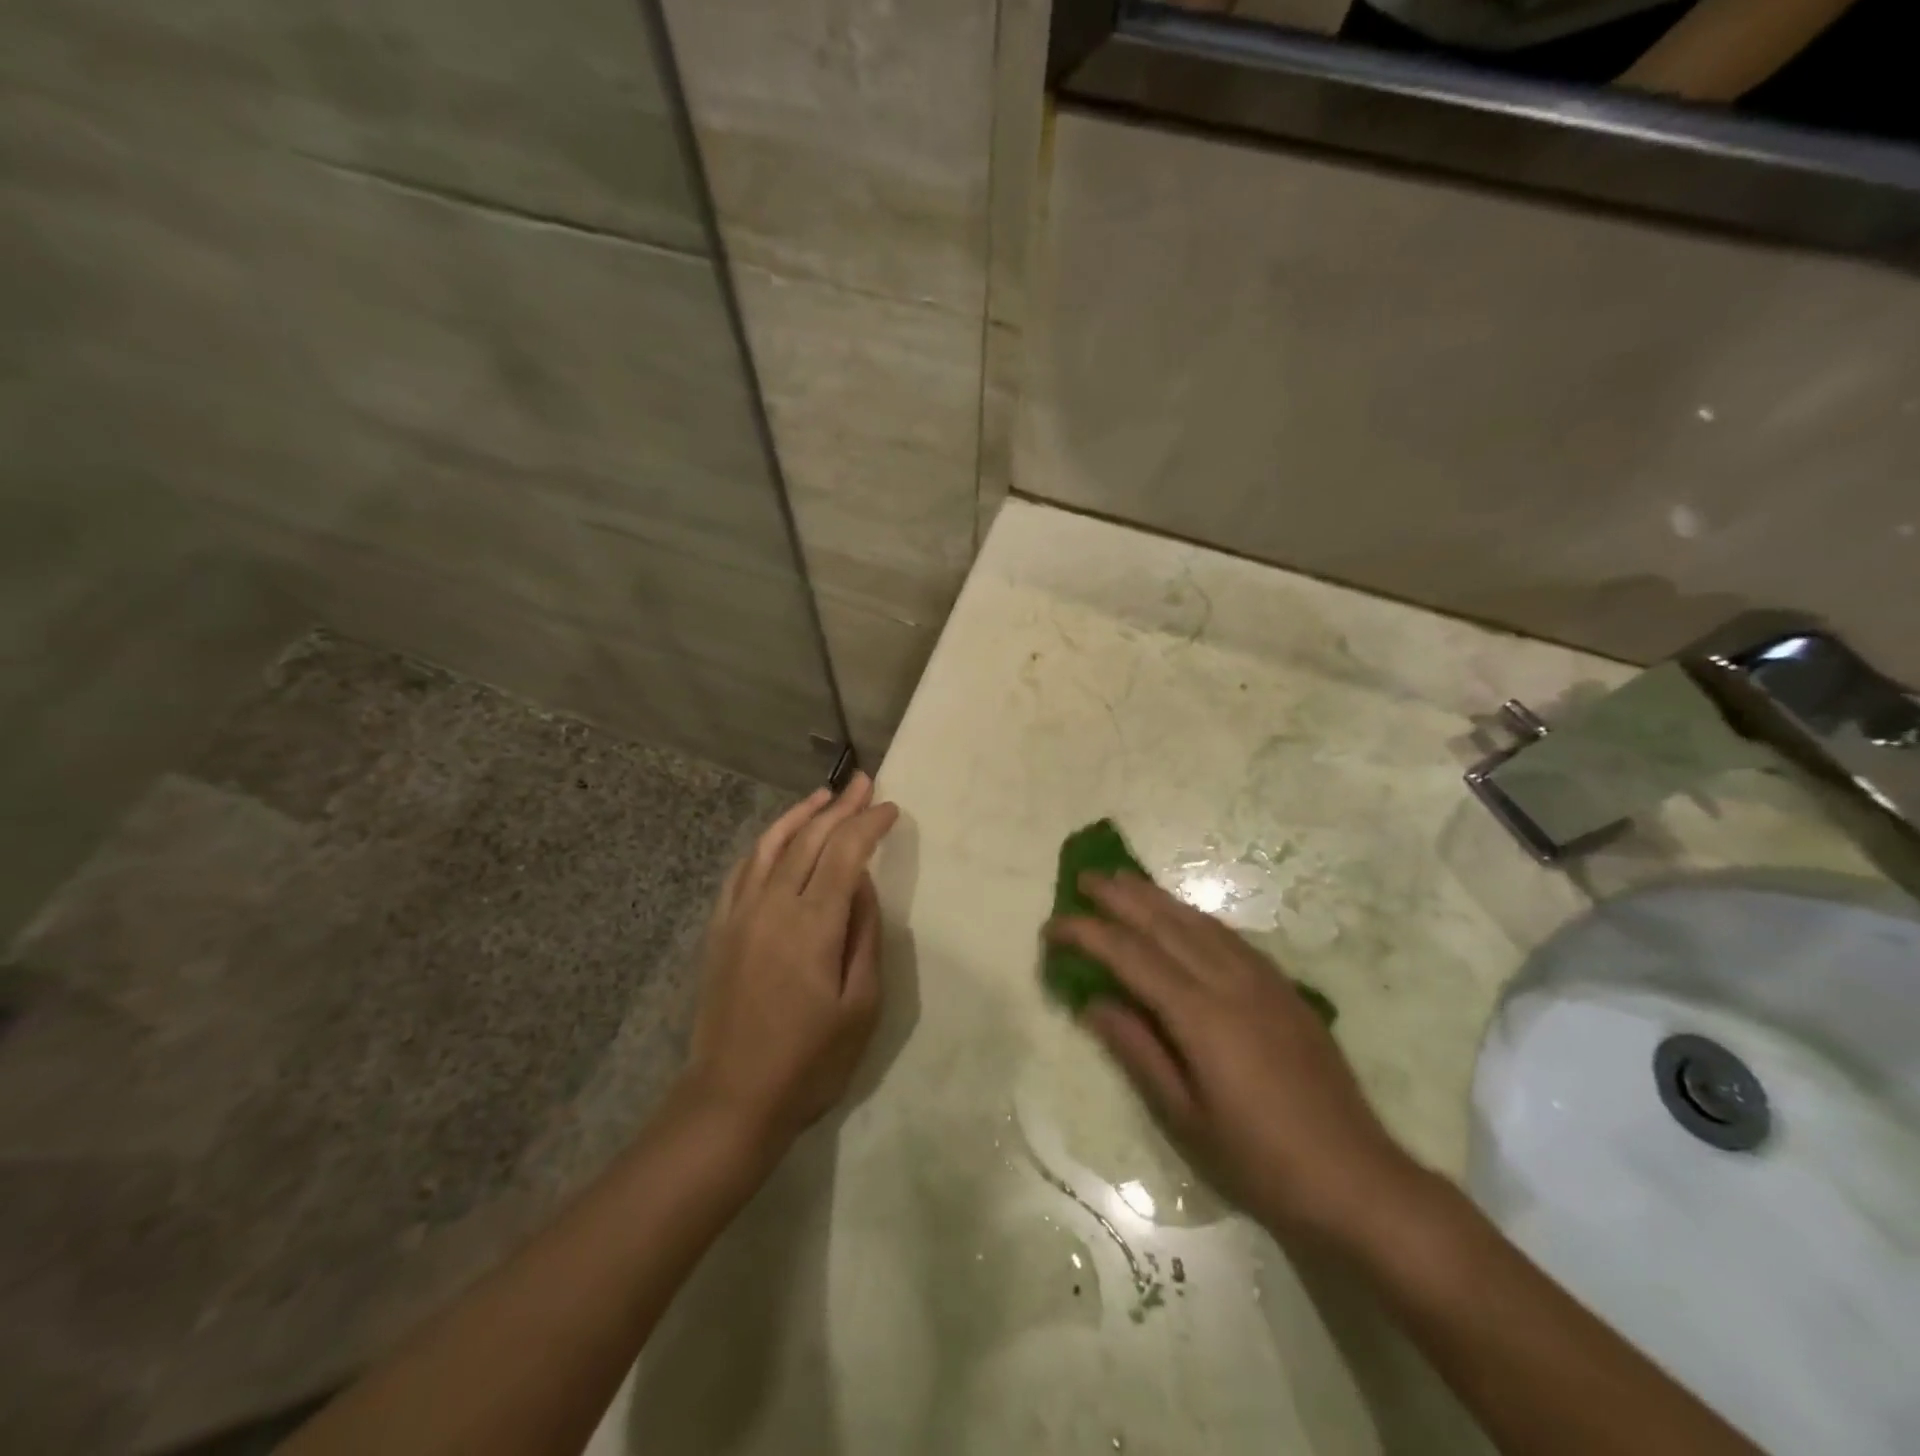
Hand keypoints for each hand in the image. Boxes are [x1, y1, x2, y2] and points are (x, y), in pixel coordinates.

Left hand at [683, 774, 898, 1156]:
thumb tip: (863, 884)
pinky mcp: (720, 929)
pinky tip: (778, 836)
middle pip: (809, 839)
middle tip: (864, 782)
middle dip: (840, 807)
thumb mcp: (861, 1006)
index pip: (845, 853)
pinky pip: (743, 870)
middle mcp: (772, 906)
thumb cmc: (809, 1061)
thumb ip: (864, 935)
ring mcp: (740, 914)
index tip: (891, 808)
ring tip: (823, 794)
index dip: (869, 824)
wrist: (731, 1099)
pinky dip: (765, 843)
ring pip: (771, 845)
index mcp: (813, 924)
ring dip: (800, 814)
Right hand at [1047, 872, 1419, 1240]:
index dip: (1088, 934)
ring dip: (1157, 897)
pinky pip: (1229, 936)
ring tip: (1125, 881)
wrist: (1356, 1179)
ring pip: (1199, 922)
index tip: (1053, 926)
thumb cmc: (1259, 1160)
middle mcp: (1230, 982)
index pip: (1130, 956)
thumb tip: (1092, 1002)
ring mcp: (1263, 981)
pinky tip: (1184, 917)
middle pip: (1165, 924)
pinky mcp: (1284, 988)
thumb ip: (1137, 1050)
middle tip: (1084, 879)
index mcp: (1201, 1015)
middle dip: (1120, 897)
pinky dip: (1195, 917)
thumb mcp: (1184, 1117)